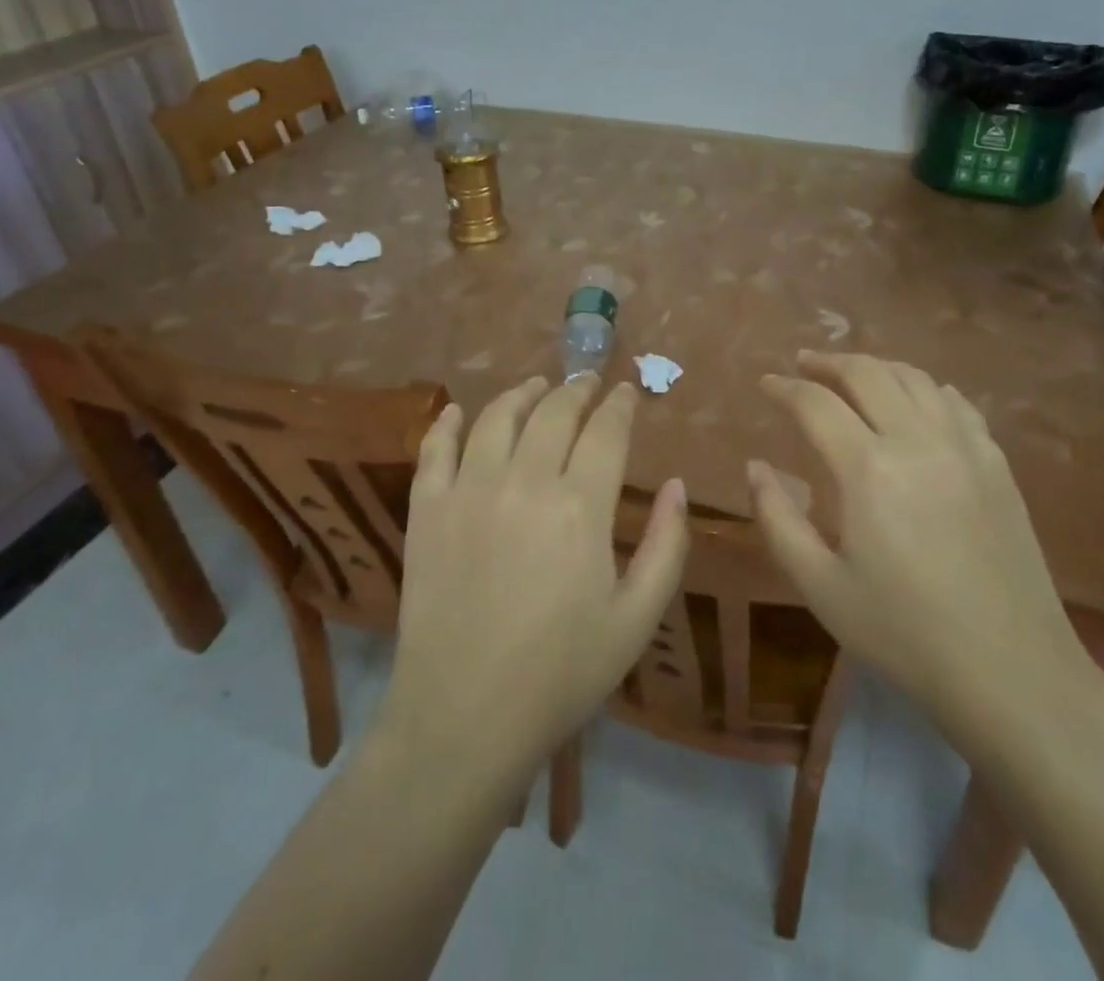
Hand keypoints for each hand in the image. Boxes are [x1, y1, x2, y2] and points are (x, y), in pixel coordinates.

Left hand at [378, 374, 688, 786]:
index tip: (628, 391)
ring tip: (537, 386)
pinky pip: (434, 450)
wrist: (463, 720)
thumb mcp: (637, 618)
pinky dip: (447, 423)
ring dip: (522, 393)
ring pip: (496, 418)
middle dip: (577, 390)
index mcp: (581, 506)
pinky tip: (458, 410)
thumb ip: (668, 546)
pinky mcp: (426, 511)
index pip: (606, 430)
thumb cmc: (562, 673)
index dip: (621, 405)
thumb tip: (677, 485)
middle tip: (588, 382)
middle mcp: (524, 481)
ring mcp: (468, 491)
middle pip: (554, 412)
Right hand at [749, 352, 1093, 741]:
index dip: (784, 388)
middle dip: (828, 362)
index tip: (765, 383)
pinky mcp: (996, 464)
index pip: (816, 403)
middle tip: (803, 364)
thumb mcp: (821, 586)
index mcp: (868, 469)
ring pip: (915, 378)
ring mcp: (964, 447)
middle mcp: (917, 440)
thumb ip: (778, 519)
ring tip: (853, 376)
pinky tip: (917, 401)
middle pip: (867, 373)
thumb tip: (755, 466)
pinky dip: (926, 389)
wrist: (1011, 671)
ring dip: (876, 367)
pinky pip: (956, 404)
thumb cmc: (904, 633)